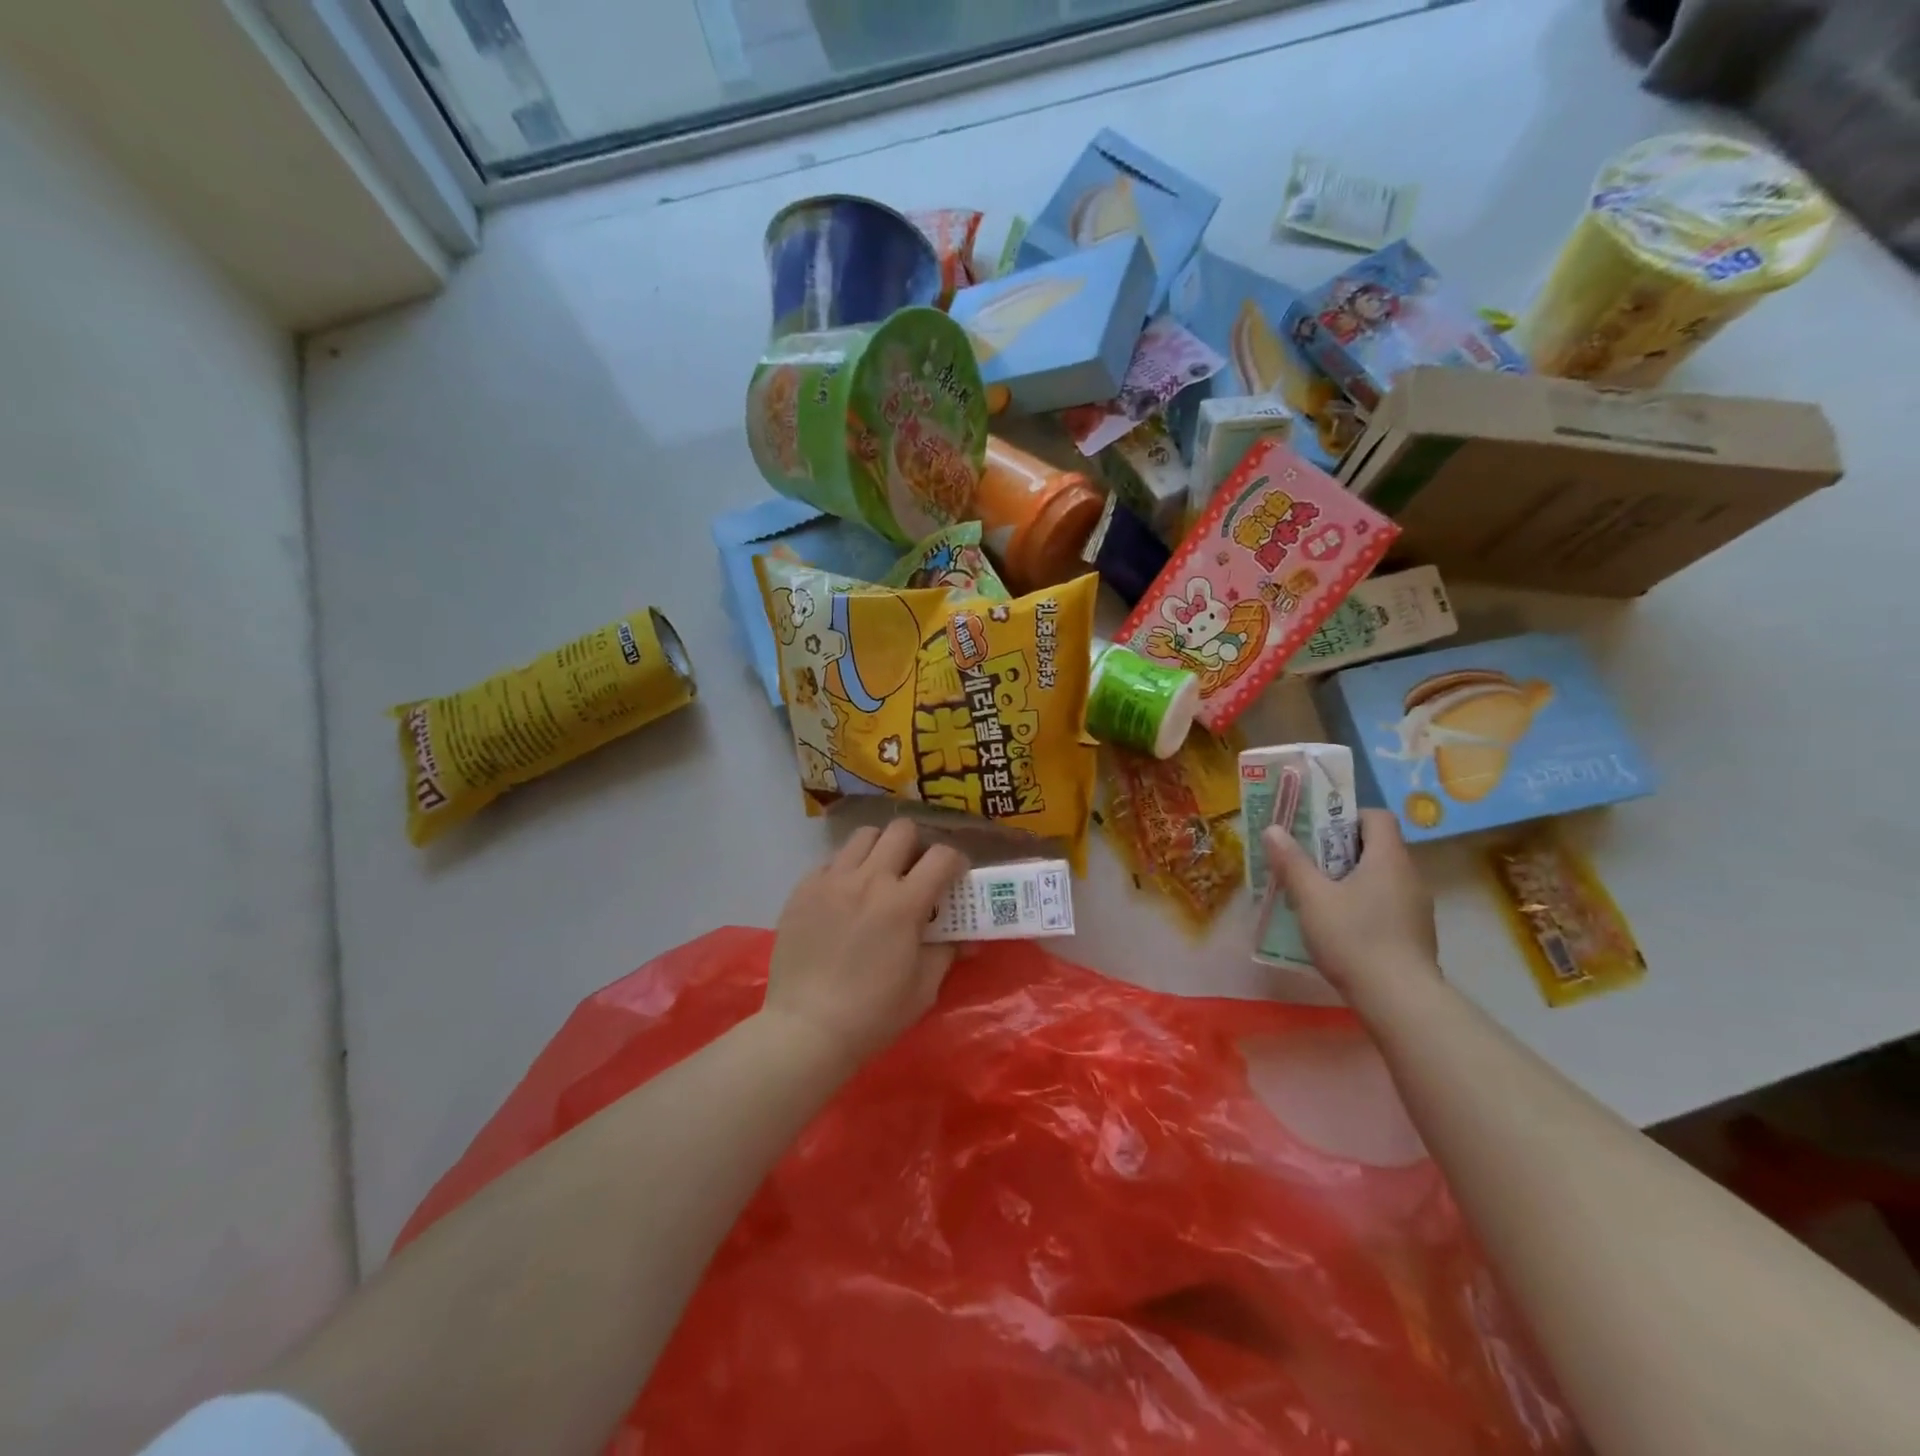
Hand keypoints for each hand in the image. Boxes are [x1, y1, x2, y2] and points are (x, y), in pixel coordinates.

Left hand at [764, 819, 968, 1065]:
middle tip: (915, 871)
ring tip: (879, 876)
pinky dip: (845, 870)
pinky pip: (830, 861)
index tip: (955, 877)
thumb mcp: (923, 988)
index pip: (942, 856)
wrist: (805, 1029)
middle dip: (916, 845)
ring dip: (879, 849)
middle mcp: (868, 880)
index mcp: (903, 903)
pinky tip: (845, 897)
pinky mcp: (802, 889)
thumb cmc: (872, 1015)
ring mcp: (831, 880)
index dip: (956, 861)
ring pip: (863, 837)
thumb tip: (966, 939)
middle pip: (900, 831)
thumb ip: (946, 953)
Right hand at [1263, 809, 1439, 996]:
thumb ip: (1291, 861)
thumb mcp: (1311, 897)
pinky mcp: (1415, 933)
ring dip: (1349, 878)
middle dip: (1339, 849)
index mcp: (1388, 858)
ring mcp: (1416, 906)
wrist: (1399, 999)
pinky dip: (1362, 903)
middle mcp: (1409, 875)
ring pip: (1379, 876)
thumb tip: (1273, 828)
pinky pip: (1386, 902)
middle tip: (1306, 862)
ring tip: (1316, 896)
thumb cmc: (1353, 938)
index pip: (1376, 816)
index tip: (1318, 831)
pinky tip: (1338, 926)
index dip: (1346, 816)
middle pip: (1376, 846)